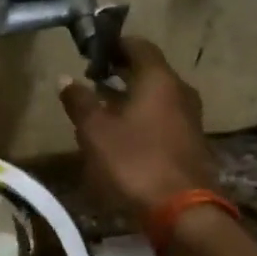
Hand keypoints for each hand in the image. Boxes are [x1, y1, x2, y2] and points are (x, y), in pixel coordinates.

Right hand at [59, 37, 218, 217]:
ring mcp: (190, 119)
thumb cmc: (135, 162)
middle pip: (150, 71)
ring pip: (157, 96)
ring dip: (131, 96)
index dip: (115, 44)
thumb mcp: (96, 132)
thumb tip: (65, 78)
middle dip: (121, 71)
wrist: (182, 211)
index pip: (139, 46)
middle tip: (93, 76)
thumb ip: (80, 102)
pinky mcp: (191, 143)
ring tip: (102, 105)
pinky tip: (122, 133)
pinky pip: (163, 118)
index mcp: (159, 80)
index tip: (93, 50)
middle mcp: (180, 92)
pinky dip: (142, 116)